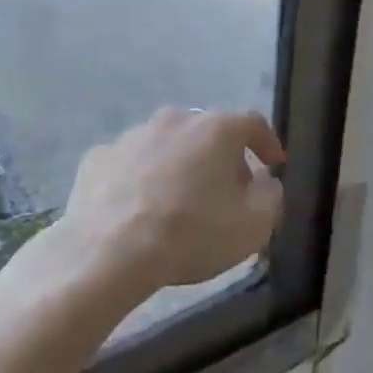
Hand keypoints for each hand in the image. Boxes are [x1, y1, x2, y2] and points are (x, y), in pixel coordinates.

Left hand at [63, 107, 285, 290]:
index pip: (252, 123)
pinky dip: (140, 179)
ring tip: (179, 202)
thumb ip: (270, 196)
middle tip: (227, 192)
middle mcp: (174, 120)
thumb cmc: (191, 234)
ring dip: (178, 166)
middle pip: (207, 133)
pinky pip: (130, 164)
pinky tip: (138, 208)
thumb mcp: (253, 226)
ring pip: (166, 145)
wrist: (109, 252)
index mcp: (215, 129)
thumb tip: (265, 182)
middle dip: (221, 158)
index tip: (274, 164)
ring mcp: (131, 135)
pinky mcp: (98, 157)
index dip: (268, 143)